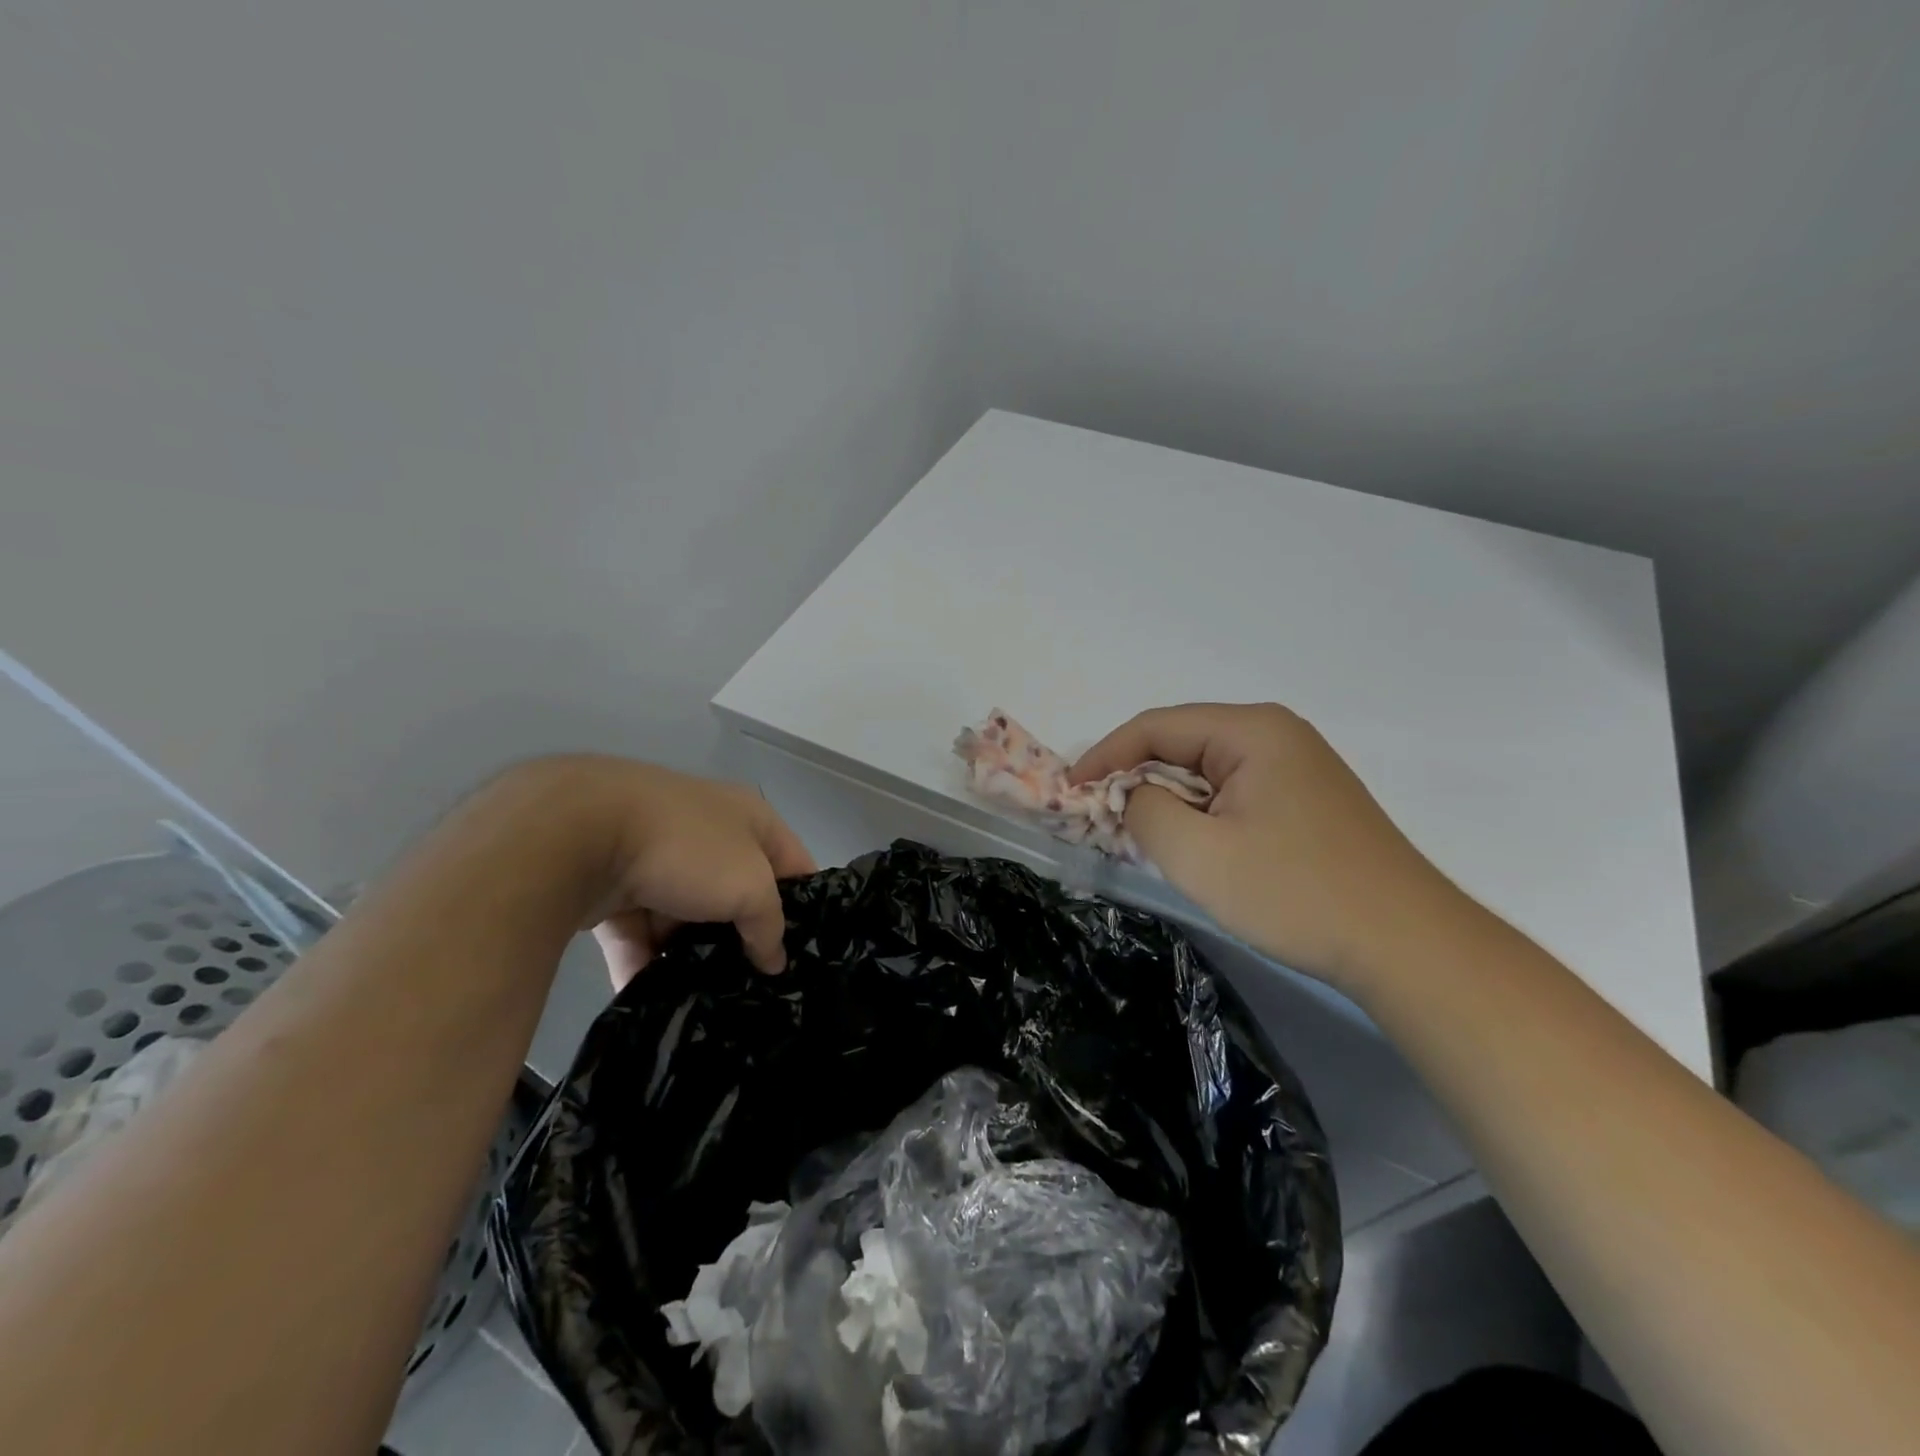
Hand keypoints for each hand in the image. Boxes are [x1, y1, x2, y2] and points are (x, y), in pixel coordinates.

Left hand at [532, 759, 814, 987]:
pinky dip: (644, 961)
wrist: (579, 832)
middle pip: (737, 892)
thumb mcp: (750, 886)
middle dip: (742, 936)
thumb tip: (774, 960)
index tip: (806, 953)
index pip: (792, 863)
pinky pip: (638, 930)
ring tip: (705, 999)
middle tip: (754, 983)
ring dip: (691, 954)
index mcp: (749, 817)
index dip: (805, 905)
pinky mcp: (612, 885)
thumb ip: (770, 925)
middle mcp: (707, 832)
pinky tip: (654, 1001)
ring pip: (685, 915)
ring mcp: (657, 857)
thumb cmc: (688, 848)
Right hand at [1071, 703, 1454, 990]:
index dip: (1105, 755)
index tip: (1069, 791)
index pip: (1156, 727)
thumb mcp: (1199, 854)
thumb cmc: (1296, 892)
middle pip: (1182, 744)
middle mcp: (1275, 735)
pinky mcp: (1305, 801)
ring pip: (1206, 772)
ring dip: (1168, 800)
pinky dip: (1200, 815)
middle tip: (1098, 818)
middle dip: (1135, 779)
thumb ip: (1145, 811)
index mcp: (1252, 730)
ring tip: (1138, 837)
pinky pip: (1232, 793)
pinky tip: (1190, 846)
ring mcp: (1296, 767)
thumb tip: (1133, 795)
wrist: (1407, 947)